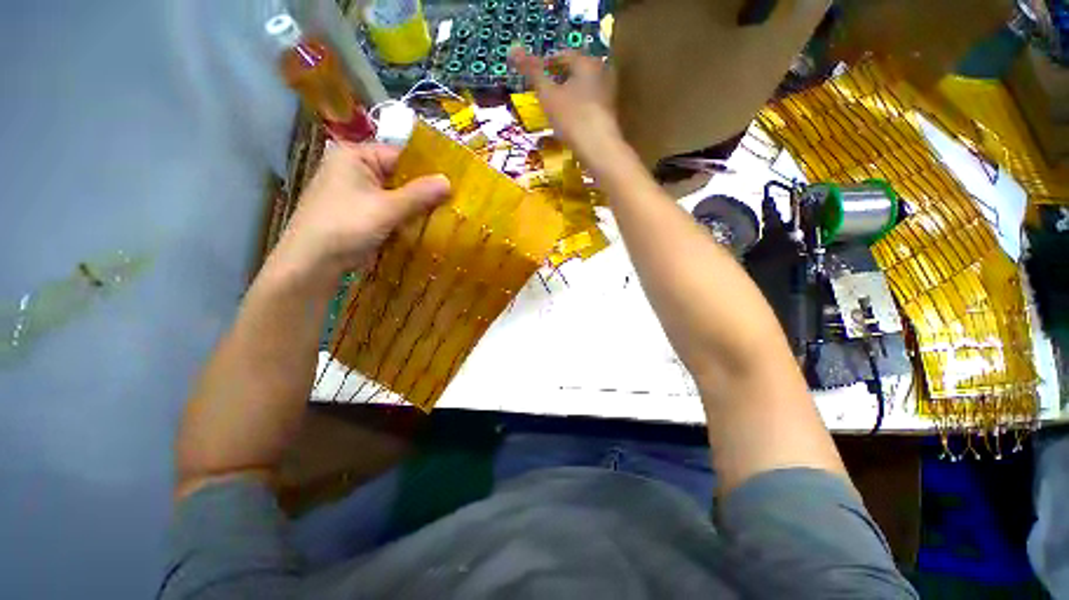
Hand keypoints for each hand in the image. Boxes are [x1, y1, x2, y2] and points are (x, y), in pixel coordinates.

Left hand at [273, 143, 450, 276]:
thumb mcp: (387, 209)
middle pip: (398, 177)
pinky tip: (424, 226)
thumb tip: (449, 181)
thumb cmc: (346, 226)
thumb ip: (419, 194)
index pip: (400, 156)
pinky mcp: (358, 214)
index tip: (453, 183)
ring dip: (415, 207)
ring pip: (395, 196)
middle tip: (453, 202)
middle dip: (423, 191)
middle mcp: (353, 170)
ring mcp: (355, 193)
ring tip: (444, 215)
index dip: (427, 169)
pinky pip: (388, 210)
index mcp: (355, 156)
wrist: (312, 263)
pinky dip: (404, 218)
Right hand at [509, 48, 620, 161]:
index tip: (535, 74)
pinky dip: (577, 109)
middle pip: (576, 72)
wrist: (598, 149)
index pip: (564, 55)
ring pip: (583, 90)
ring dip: (569, 95)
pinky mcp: (609, 115)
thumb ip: (532, 72)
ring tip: (554, 108)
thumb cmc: (572, 118)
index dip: (547, 63)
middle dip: (560, 79)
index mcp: (587, 63)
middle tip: (545, 90)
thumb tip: (513, 49)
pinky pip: (589, 106)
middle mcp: (602, 73)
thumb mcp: (548, 94)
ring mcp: (608, 95)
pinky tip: (569, 122)